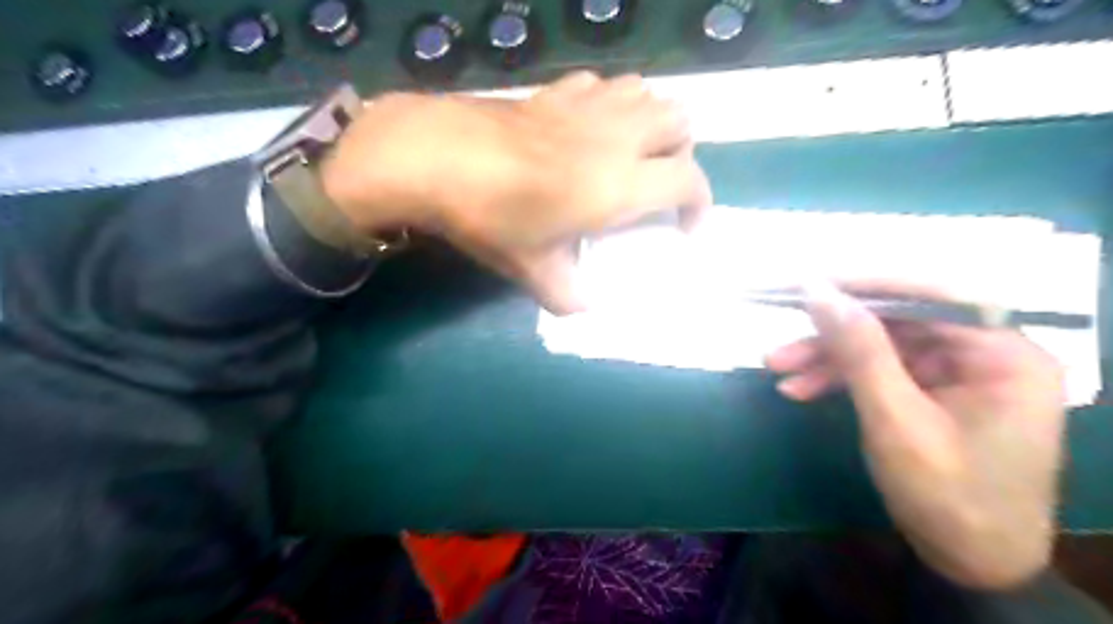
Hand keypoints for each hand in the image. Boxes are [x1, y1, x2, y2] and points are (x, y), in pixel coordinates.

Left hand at [318, 70, 711, 314]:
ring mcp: (588, 106)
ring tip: (630, 152)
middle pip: (681, 122)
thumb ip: (566, 296)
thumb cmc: (492, 216)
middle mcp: (617, 137)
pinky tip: (588, 127)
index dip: (700, 204)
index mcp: (622, 183)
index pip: (690, 181)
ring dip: (651, 121)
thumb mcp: (533, 270)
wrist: (436, 157)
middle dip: (681, 153)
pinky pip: (604, 85)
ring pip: (647, 94)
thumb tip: (582, 308)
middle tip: (657, 183)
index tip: (683, 226)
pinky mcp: (557, 91)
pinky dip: (612, 104)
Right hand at [766, 280, 1069, 590]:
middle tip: (784, 332)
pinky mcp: (934, 390)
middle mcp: (985, 353)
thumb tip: (818, 291)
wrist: (971, 563)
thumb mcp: (894, 420)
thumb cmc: (947, 496)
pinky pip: (881, 371)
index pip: (929, 295)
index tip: (809, 281)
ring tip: (776, 367)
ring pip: (881, 346)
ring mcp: (957, 372)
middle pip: (897, 322)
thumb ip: (859, 350)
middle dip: (833, 333)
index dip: (864, 284)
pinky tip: (800, 389)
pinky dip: (840, 378)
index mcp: (1003, 354)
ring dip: (827, 357)